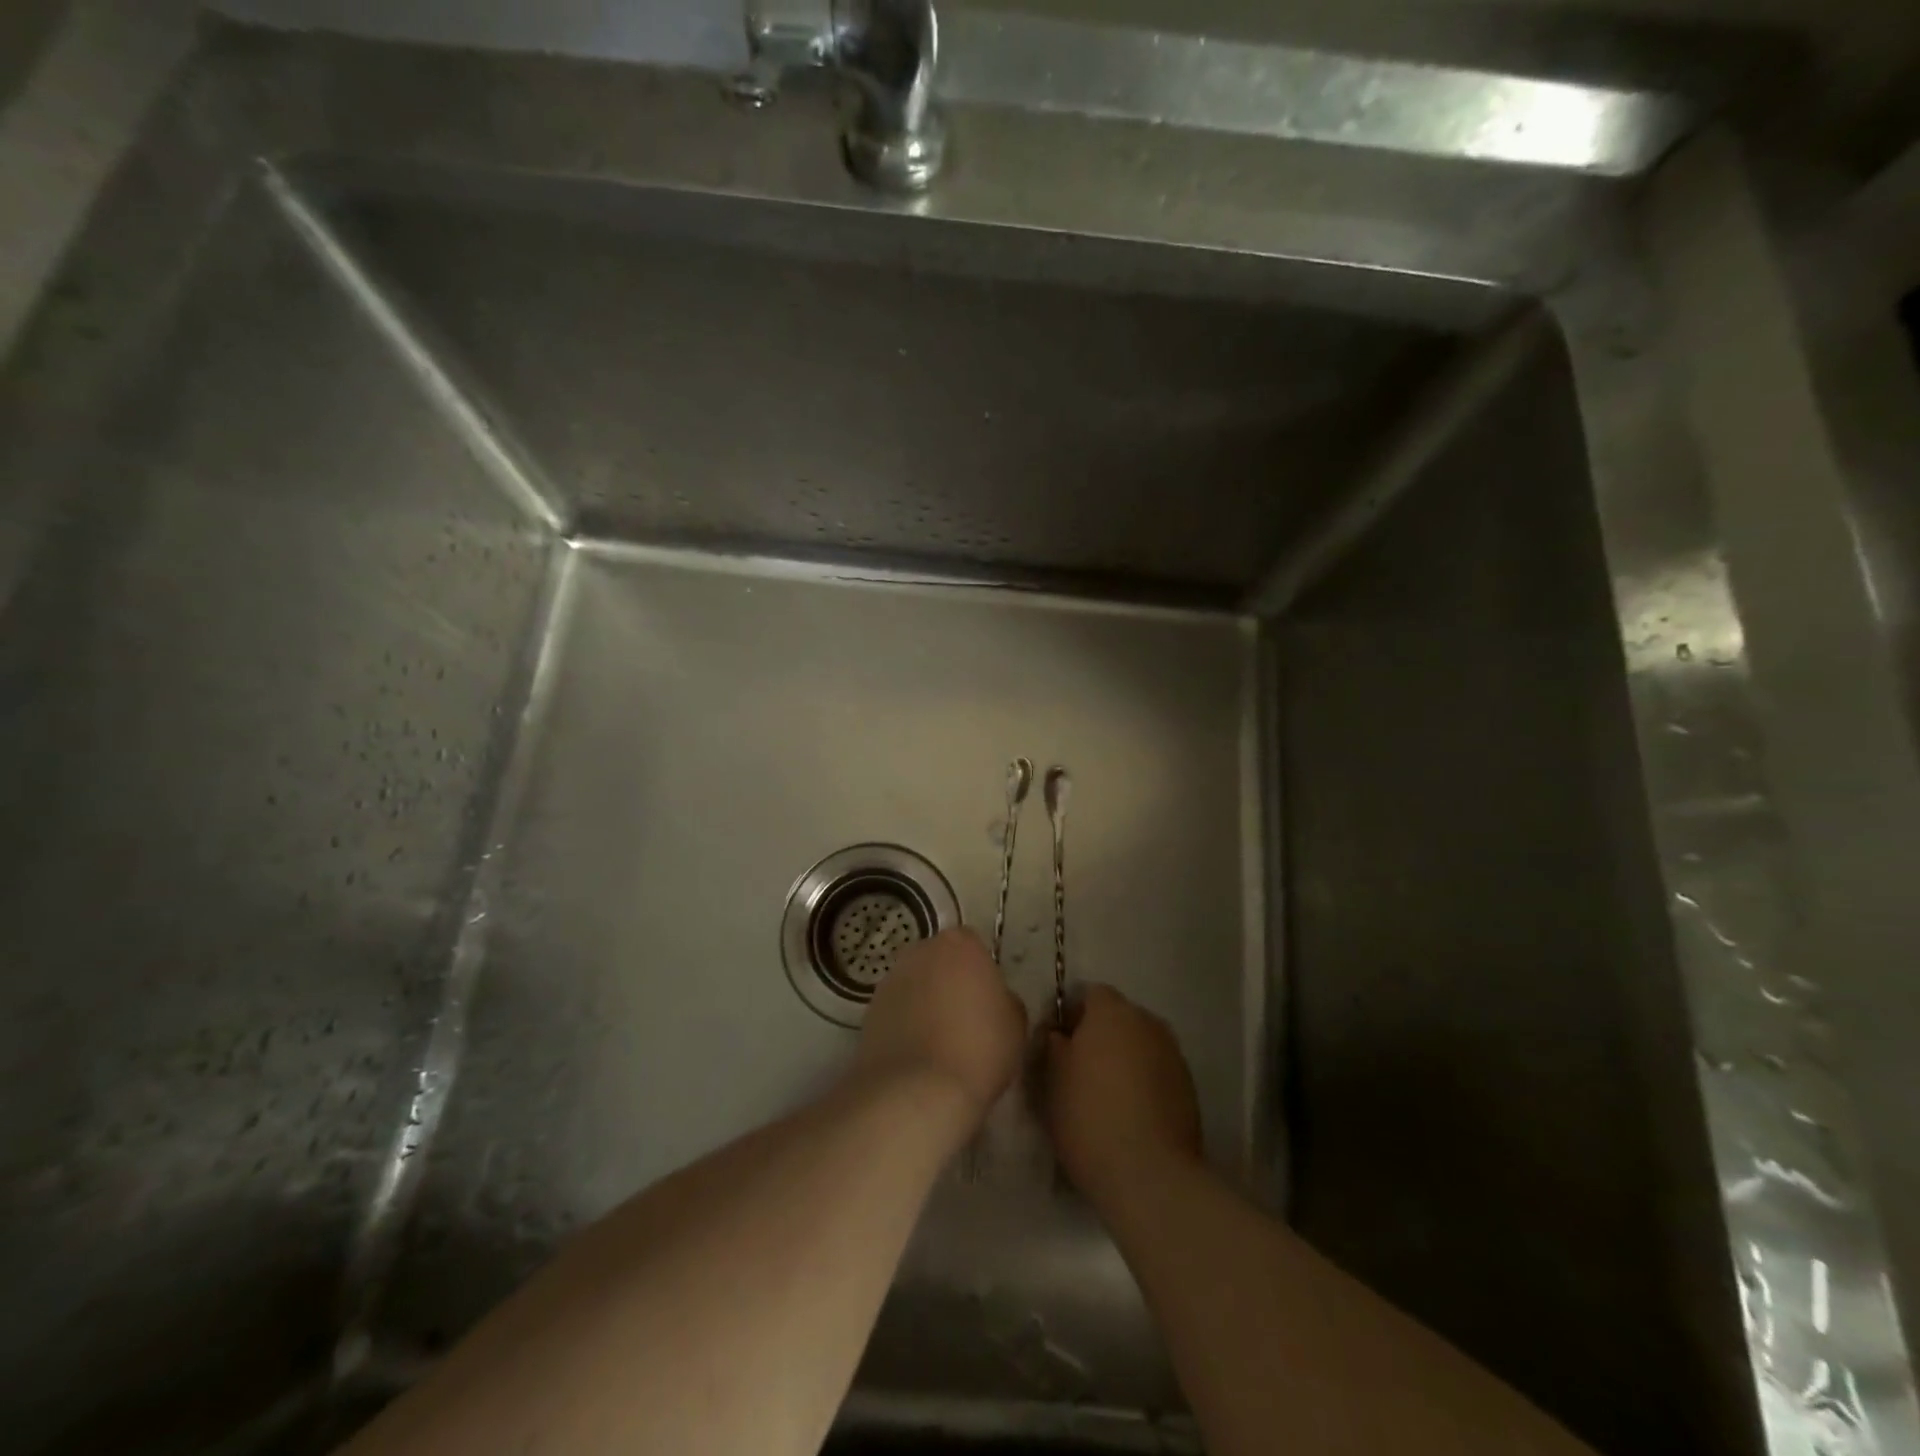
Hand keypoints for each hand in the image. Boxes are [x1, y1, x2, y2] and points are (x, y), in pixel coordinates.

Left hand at [857, 928, 1027, 1125]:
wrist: (916, 1090)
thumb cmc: (978, 1049)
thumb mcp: (1016, 1023)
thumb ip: (1004, 998)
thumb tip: (992, 1000)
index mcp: (960, 944)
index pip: (973, 946)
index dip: (980, 974)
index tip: (987, 1003)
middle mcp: (920, 951)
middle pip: (940, 961)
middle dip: (949, 982)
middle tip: (965, 1021)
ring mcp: (890, 979)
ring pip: (915, 985)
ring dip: (925, 1004)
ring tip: (939, 1045)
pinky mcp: (869, 1010)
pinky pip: (897, 1011)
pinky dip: (905, 1026)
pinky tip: (918, 1057)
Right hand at [1045, 985, 1203, 1206]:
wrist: (1150, 1175)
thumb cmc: (1089, 1117)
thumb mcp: (1051, 1078)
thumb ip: (1053, 1044)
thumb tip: (1060, 1033)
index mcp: (1112, 1011)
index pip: (1089, 994)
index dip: (1072, 1015)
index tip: (1057, 1044)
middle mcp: (1148, 1022)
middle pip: (1119, 1017)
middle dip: (1100, 1035)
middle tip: (1079, 1069)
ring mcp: (1173, 1054)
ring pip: (1140, 1045)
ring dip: (1124, 1059)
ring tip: (1106, 1095)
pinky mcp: (1189, 1088)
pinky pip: (1157, 1072)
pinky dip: (1144, 1082)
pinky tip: (1130, 1113)